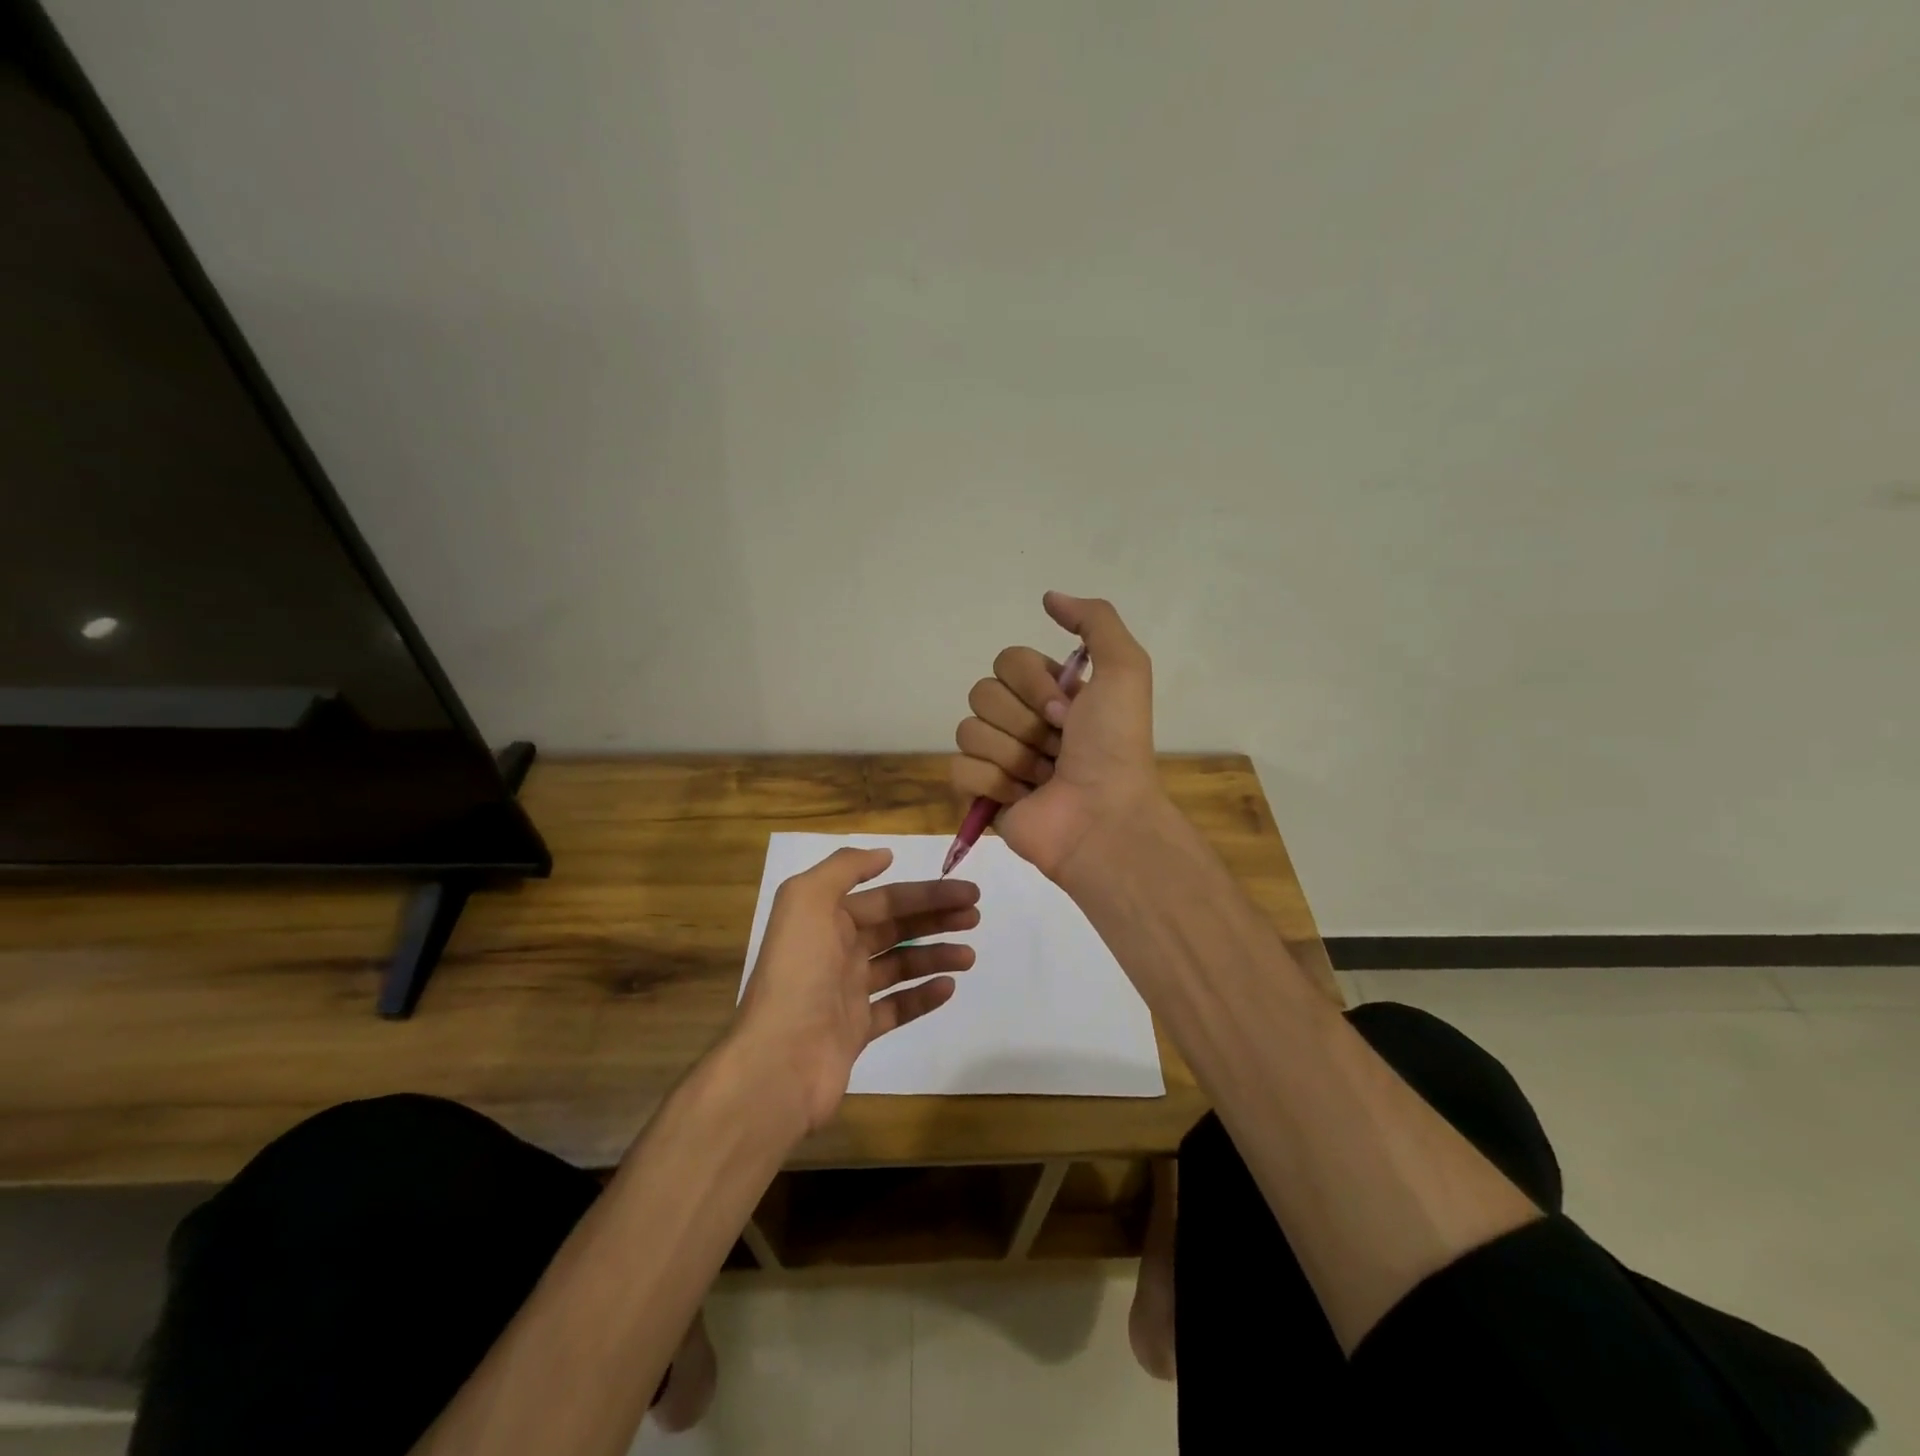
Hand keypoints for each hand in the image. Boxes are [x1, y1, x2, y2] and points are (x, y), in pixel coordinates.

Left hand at [733, 847, 978, 1134]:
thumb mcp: (807, 900)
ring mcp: (845, 992)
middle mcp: (834, 950)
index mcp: (823, 918)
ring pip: (899, 965)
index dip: (926, 893)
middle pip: (895, 927)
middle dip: (935, 918)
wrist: (779, 1060)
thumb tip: (884, 855)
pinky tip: (948, 988)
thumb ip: (844, 868)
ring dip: (935, 955)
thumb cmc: (799, 973)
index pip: (885, 898)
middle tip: (975, 917)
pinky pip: (895, 1007)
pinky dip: (922, 996)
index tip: (968, 892)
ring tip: (969, 956)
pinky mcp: (855, 1030)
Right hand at [951, 591, 1160, 881]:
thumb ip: (1095, 621)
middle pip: (982, 693)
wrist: (1103, 817)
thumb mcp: (1124, 669)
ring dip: (1013, 755)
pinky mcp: (981, 794)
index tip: (1067, 711)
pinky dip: (991, 783)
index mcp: (1049, 691)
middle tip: (1058, 746)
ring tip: (1044, 778)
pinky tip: (1021, 797)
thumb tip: (1048, 597)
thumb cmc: (1115, 746)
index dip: (1033, 684)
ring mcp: (998, 757)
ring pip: (968, 730)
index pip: (1007, 660)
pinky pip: (958, 769)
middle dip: (1023, 722)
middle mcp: (1021, 720)